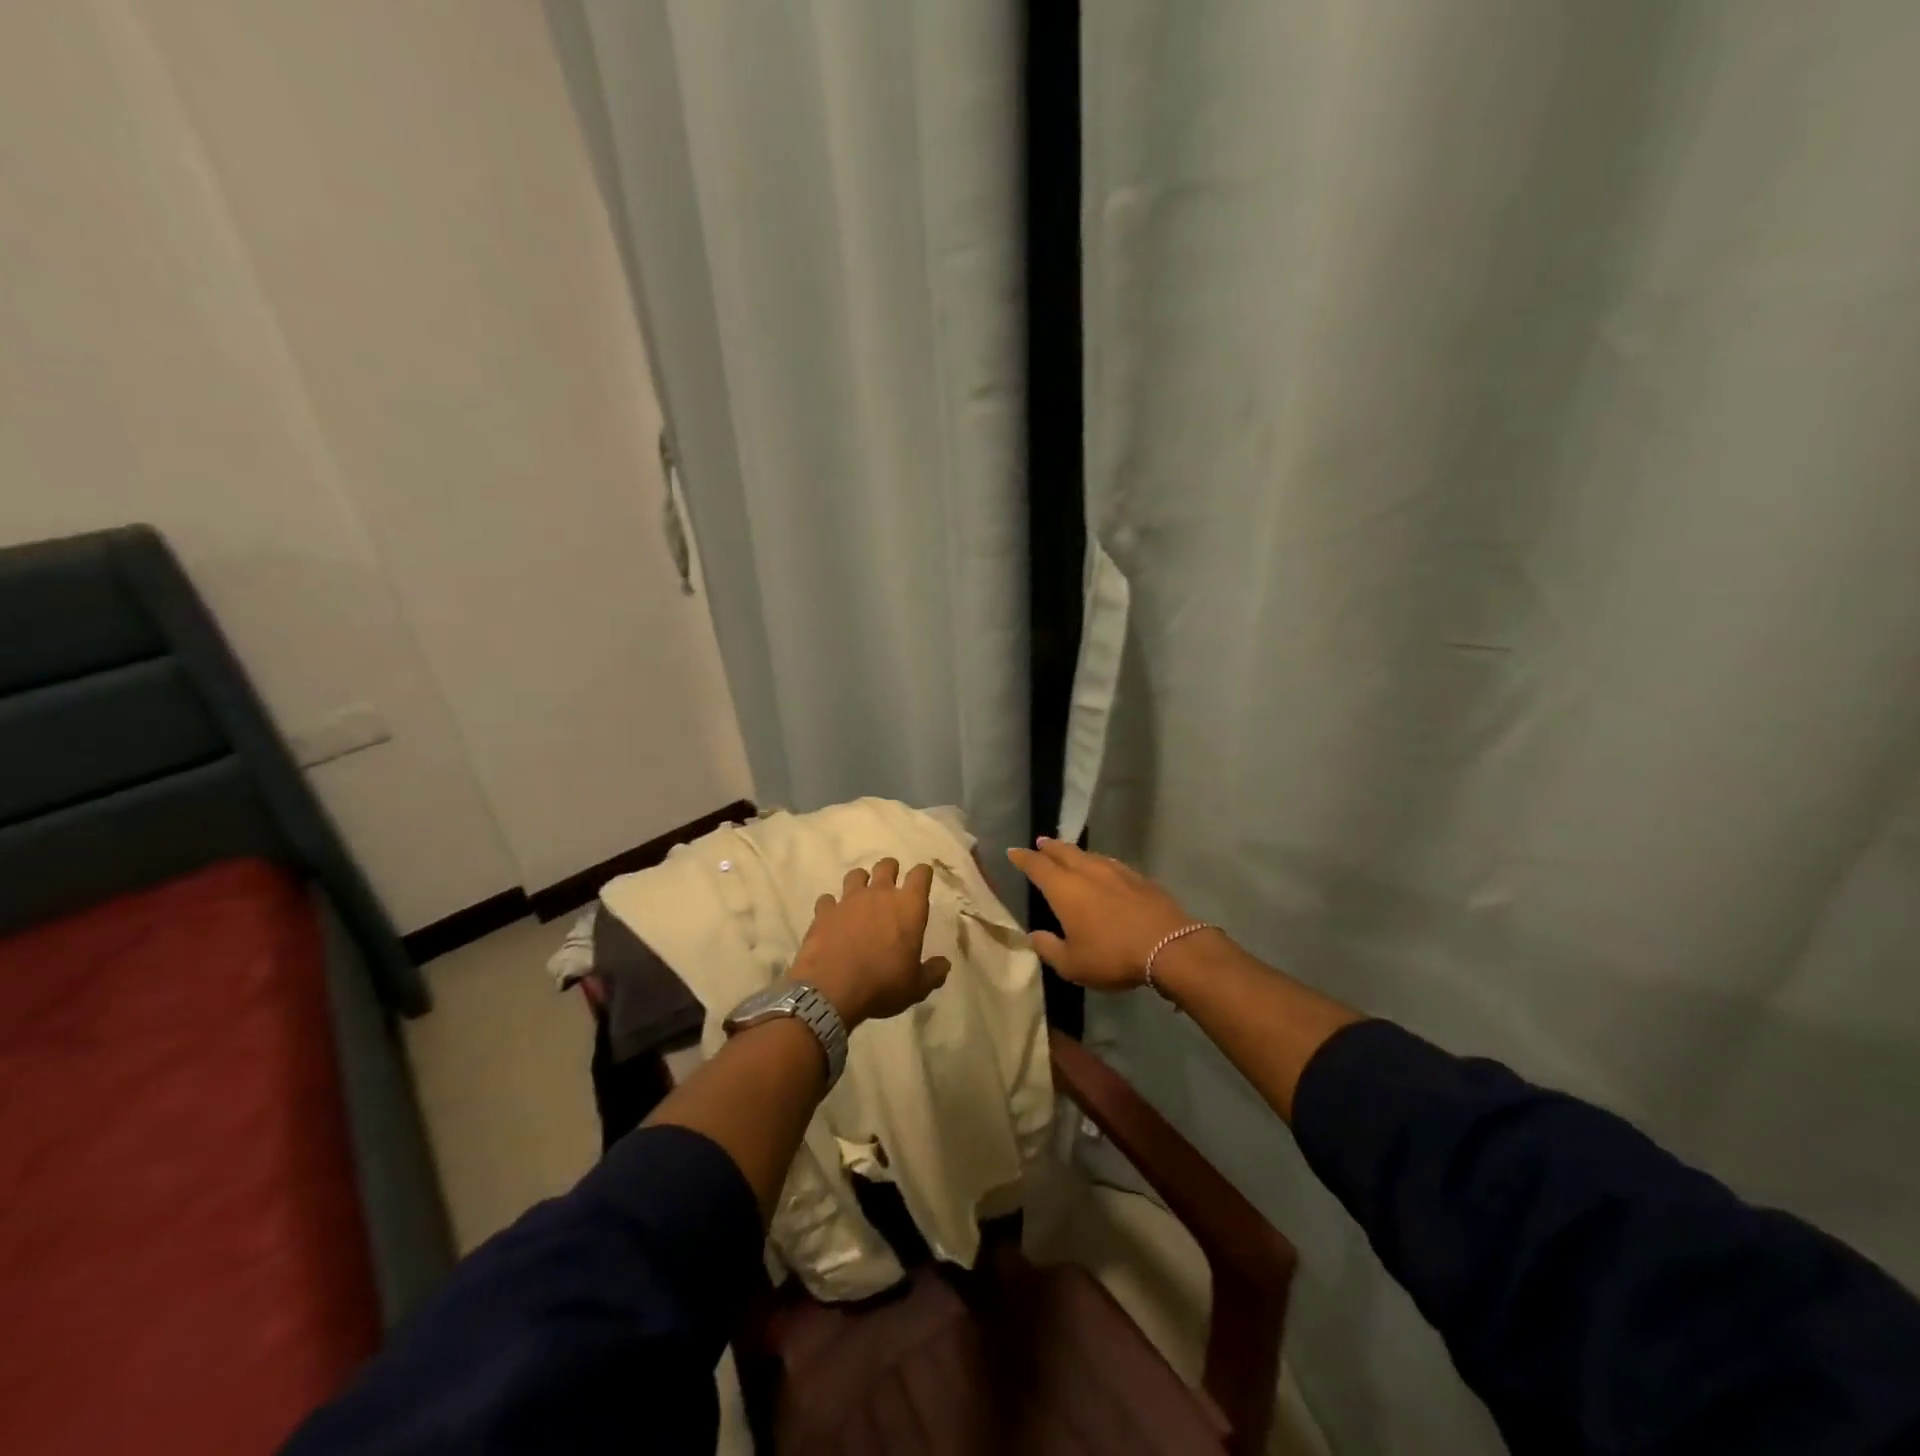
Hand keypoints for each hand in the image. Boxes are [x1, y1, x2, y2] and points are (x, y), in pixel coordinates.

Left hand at [790, 859, 950, 1027]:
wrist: (832, 991)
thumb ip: (932, 972)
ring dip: (861, 882)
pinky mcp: (824, 912)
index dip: (923, 874)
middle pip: (887, 865)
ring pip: (856, 875)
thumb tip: (944, 964)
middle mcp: (879, 894)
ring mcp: (848, 900)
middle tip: (891, 884)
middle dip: (890, 870)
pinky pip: (827, 900)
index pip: (921, 874)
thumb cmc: (882, 985)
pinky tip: (832, 918)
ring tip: (861, 897)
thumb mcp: (916, 987)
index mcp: (908, 907)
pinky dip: (831, 906)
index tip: (923, 878)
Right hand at [1007, 837, 1206, 989]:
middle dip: (1049, 847)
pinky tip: (1104, 870)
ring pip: (1089, 855)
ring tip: (1068, 853)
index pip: (1038, 866)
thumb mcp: (1072, 964)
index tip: (1014, 852)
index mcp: (1065, 889)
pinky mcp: (1140, 879)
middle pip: (1064, 852)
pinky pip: (1111, 864)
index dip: (1024, 858)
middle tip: (1040, 843)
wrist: (1169, 947)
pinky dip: (1100, 863)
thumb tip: (1035, 935)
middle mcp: (1088, 872)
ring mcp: (1116, 872)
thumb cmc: (1112, 955)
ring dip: (1074, 853)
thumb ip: (1049, 948)